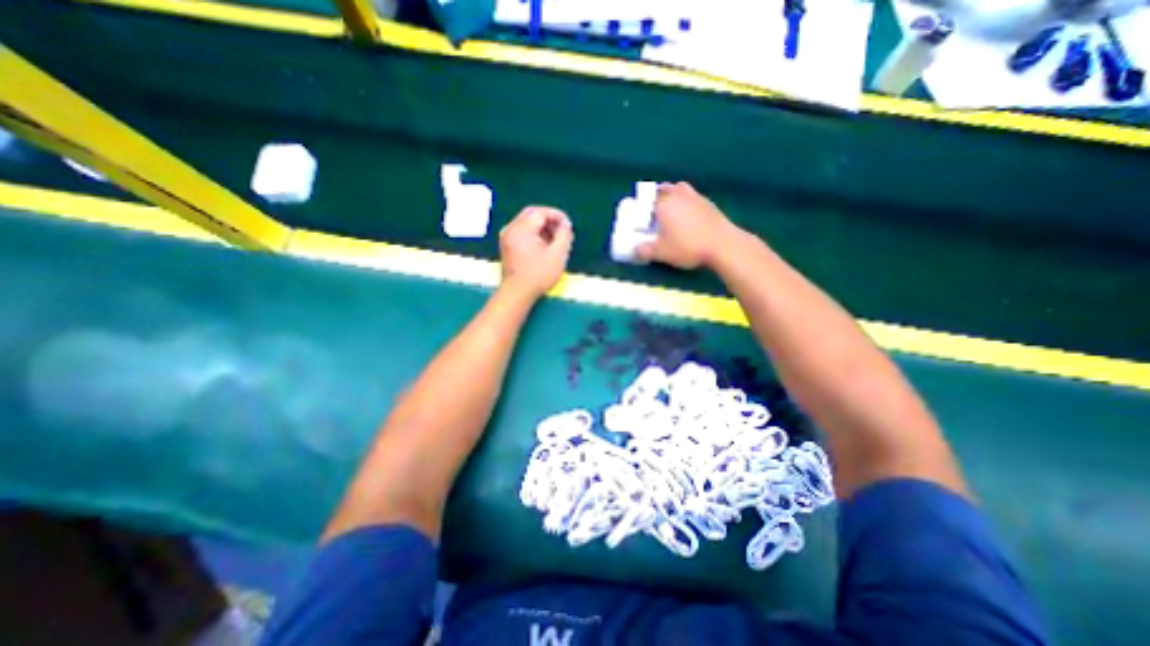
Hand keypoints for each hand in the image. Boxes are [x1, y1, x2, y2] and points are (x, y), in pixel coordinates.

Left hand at [504, 206, 575, 297]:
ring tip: (555, 239)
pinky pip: (521, 231)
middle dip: (549, 219)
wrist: (517, 293)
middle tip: (562, 230)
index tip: (568, 225)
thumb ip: (564, 235)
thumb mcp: (558, 254)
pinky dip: (534, 233)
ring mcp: (507, 237)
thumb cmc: (539, 275)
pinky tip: (543, 245)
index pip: (541, 212)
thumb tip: (565, 224)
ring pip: (526, 222)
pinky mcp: (507, 245)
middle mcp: (511, 228)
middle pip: (532, 214)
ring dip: (542, 227)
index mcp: (522, 228)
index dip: (557, 216)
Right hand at [638, 181, 734, 269]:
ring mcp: (695, 197)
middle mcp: (678, 195)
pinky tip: (688, 215)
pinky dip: (686, 202)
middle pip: (663, 188)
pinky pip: (692, 196)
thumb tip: (635, 250)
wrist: (722, 244)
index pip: (647, 199)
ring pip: (679, 188)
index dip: (642, 206)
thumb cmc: (687, 246)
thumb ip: (644, 251)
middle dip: (656, 196)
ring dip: (673, 194)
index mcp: (663, 204)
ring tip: (671, 209)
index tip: (640, 216)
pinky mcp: (708, 203)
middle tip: (654, 210)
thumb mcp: (661, 253)